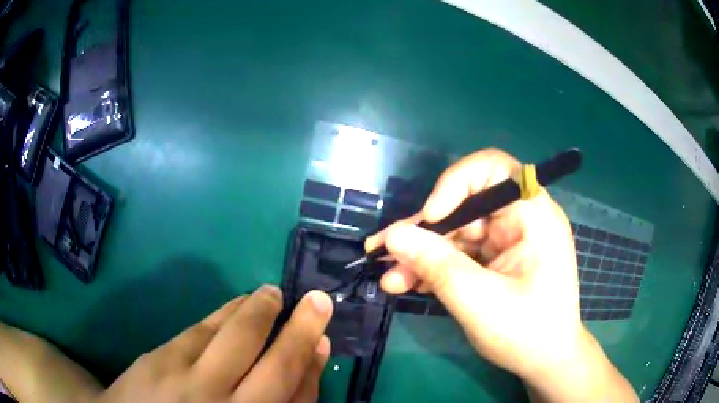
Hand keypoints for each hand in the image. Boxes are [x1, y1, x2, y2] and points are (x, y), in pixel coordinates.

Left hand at [96, 286, 332, 402]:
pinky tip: (239, 303)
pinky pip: (205, 329)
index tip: (322, 338)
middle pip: (277, 368)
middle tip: (318, 300)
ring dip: (261, 311)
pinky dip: (227, 312)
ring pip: (239, 338)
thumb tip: (302, 367)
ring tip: (273, 294)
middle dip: (301, 331)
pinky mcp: (164, 359)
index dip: (314, 365)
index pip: (297, 397)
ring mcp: (193, 383)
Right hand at [367, 149, 636, 401]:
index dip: (455, 184)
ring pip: (457, 233)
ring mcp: (508, 241)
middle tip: (385, 253)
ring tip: (391, 278)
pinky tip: (408, 283)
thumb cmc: (526, 333)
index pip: (492, 168)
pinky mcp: (496, 260)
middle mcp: (521, 219)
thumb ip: (436, 265)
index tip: (432, 218)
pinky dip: (435, 267)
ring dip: (422, 254)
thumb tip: (393, 236)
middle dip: (425, 232)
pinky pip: (461, 254)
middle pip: (465, 206)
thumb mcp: (479, 301)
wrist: (545, 362)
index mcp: (533, 215)